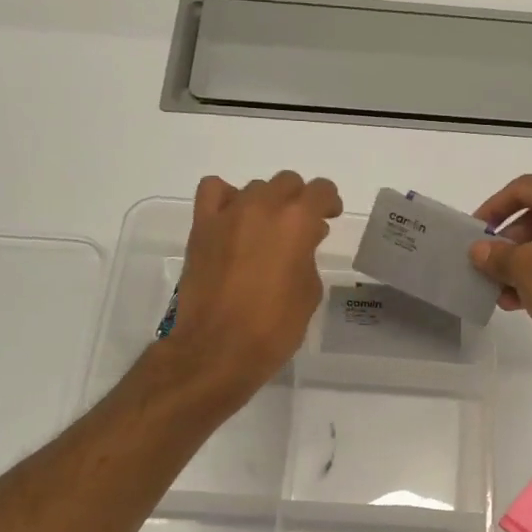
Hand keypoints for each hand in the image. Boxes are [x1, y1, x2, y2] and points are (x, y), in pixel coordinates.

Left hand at [166, 171, 342, 394]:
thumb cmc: (274, 327)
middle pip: (287, 183)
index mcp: (297, 222)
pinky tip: (233, 220)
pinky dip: (227, 198)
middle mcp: (263, 207)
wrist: (218, 348)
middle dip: (299, 200)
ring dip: (267, 203)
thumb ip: (308, 255)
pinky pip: (214, 191)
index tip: (329, 217)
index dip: (329, 202)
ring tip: (266, 230)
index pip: (321, 191)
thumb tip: (303, 240)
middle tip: (302, 227)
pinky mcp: (202, 227)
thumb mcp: (309, 291)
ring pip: (255, 188)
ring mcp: (228, 214)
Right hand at [468, 175, 531, 368]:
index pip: (526, 188)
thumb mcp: (526, 271)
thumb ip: (498, 255)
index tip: (476, 231)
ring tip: (502, 289)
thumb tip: (479, 249)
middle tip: (490, 261)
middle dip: (511, 239)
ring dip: (526, 261)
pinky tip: (525, 300)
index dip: (494, 207)